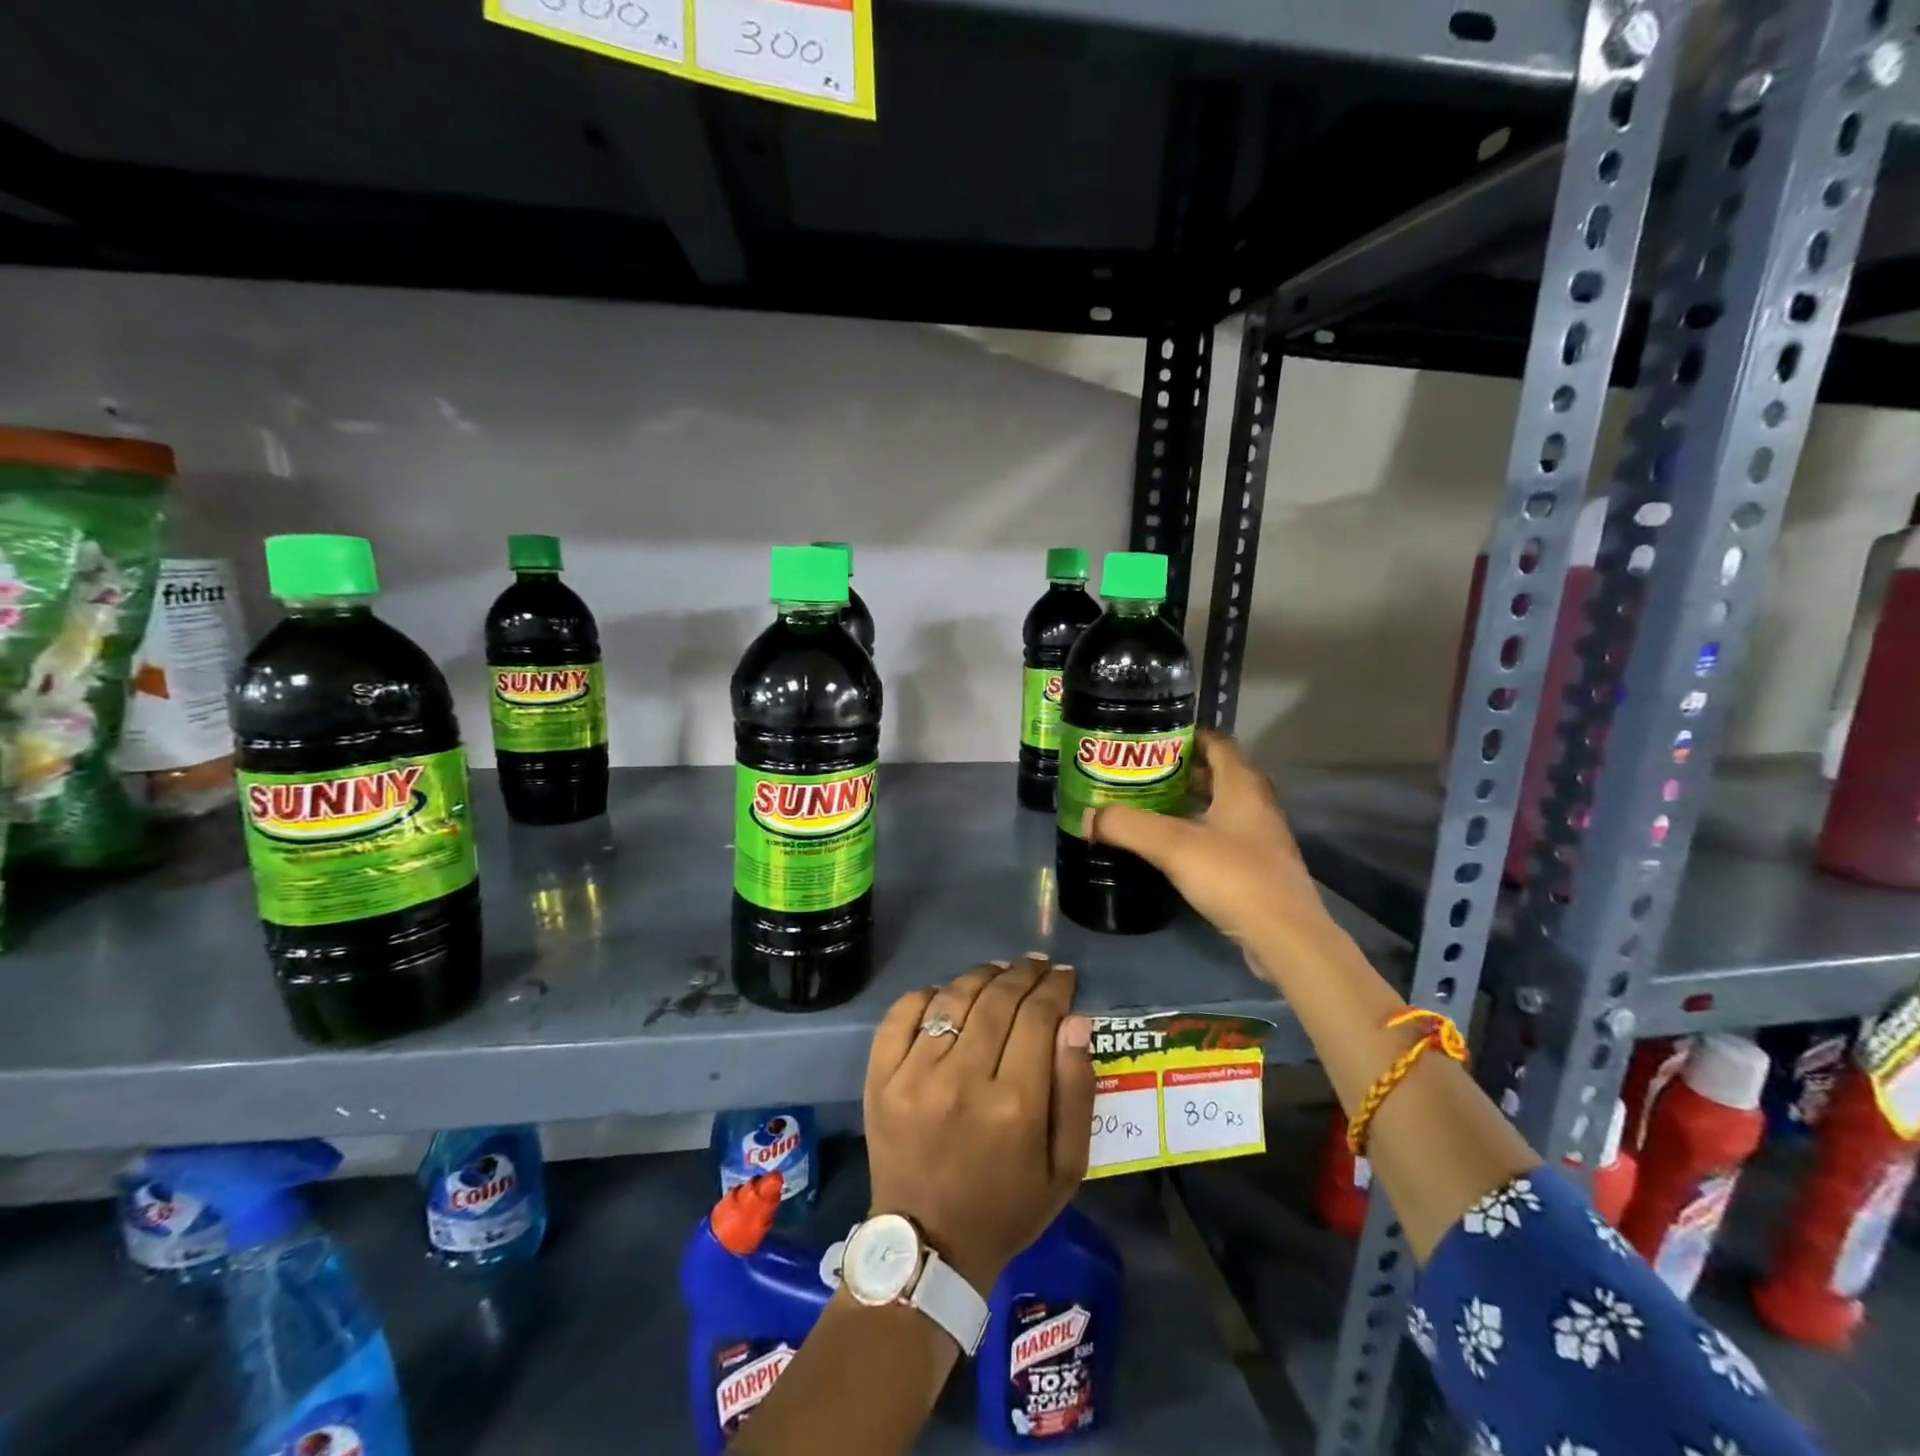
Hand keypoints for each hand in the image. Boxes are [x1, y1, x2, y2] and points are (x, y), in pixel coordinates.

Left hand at [863, 954, 1094, 1292]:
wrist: (928, 1247)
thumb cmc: (1007, 1207)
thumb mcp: (1065, 1168)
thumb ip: (1076, 1091)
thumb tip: (1075, 1021)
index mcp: (1014, 1105)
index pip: (1037, 1018)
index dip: (1054, 988)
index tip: (1064, 976)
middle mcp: (962, 1079)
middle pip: (997, 1000)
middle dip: (1023, 974)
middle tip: (1036, 966)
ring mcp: (914, 1075)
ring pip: (953, 998)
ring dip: (981, 976)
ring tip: (999, 971)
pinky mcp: (880, 1077)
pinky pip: (903, 1014)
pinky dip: (927, 994)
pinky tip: (947, 995)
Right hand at [1084, 732, 1336, 967]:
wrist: (1284, 936)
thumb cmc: (1233, 876)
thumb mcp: (1172, 846)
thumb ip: (1127, 826)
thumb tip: (1089, 817)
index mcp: (1242, 785)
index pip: (1217, 742)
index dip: (1186, 736)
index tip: (1151, 740)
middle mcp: (1256, 804)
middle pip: (1218, 774)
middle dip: (1180, 771)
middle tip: (1141, 774)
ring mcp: (1261, 837)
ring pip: (1221, 806)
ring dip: (1189, 803)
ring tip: (1149, 806)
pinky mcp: (1259, 867)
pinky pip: (1224, 835)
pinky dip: (1198, 832)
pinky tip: (1172, 847)